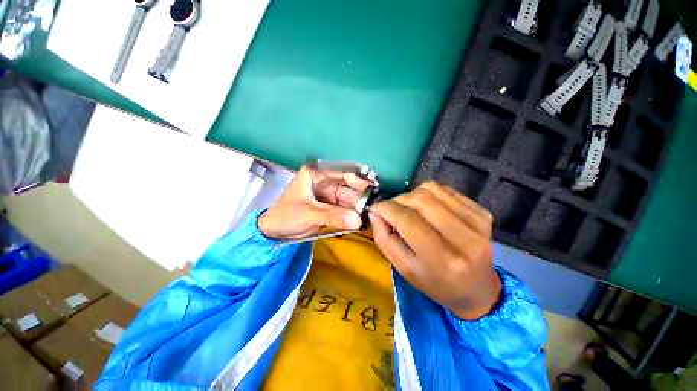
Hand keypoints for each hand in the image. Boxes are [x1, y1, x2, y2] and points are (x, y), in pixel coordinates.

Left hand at [259, 166, 371, 239]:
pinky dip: (352, 213)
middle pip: (347, 186)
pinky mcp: (329, 206)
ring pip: (347, 198)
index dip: (357, 178)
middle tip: (373, 205)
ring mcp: (327, 194)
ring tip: (370, 213)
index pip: (341, 171)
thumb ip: (333, 216)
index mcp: (315, 174)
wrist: (274, 232)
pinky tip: (361, 218)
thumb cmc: (286, 216)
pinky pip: (344, 208)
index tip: (372, 186)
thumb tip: (357, 220)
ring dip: (357, 206)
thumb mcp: (308, 214)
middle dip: (359, 196)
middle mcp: (324, 181)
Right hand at [369, 182, 501, 319]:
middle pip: (420, 199)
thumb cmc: (435, 283)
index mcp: (441, 260)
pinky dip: (430, 194)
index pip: (407, 220)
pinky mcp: (482, 213)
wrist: (477, 289)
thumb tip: (376, 212)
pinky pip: (446, 190)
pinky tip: (428, 208)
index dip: (386, 208)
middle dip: (398, 200)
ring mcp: (477, 223)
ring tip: (410, 209)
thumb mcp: (403, 268)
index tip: (376, 208)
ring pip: (433, 189)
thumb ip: (384, 239)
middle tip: (393, 209)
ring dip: (413, 194)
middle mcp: (464, 239)